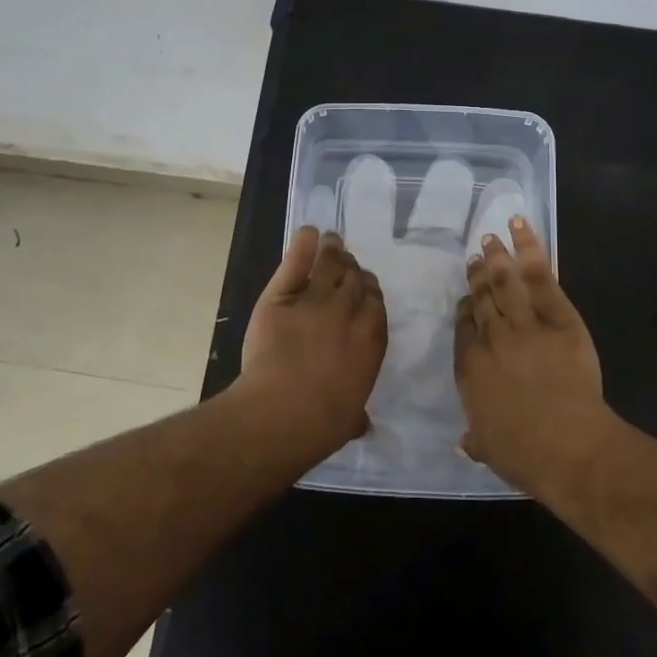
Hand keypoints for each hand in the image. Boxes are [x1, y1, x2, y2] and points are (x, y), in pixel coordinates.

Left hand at [240, 227, 387, 455]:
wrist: (281, 413)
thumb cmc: (321, 424)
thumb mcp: (349, 419)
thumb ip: (356, 413)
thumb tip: (362, 424)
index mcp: (371, 339)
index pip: (375, 301)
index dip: (369, 290)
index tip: (363, 287)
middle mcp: (348, 312)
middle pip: (356, 278)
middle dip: (352, 268)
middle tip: (345, 262)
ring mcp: (315, 300)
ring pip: (330, 264)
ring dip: (333, 250)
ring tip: (331, 241)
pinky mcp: (281, 296)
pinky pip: (296, 263)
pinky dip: (303, 245)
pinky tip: (308, 233)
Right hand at [455, 217, 614, 495]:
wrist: (568, 446)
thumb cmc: (524, 454)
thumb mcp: (489, 448)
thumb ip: (475, 437)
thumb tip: (464, 443)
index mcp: (470, 366)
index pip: (464, 326)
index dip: (466, 307)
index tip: (468, 297)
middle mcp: (491, 337)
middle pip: (482, 298)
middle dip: (478, 275)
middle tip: (476, 256)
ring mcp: (524, 323)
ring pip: (504, 281)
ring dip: (496, 256)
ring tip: (490, 238)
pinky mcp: (558, 316)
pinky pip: (540, 276)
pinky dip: (529, 249)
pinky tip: (520, 227)